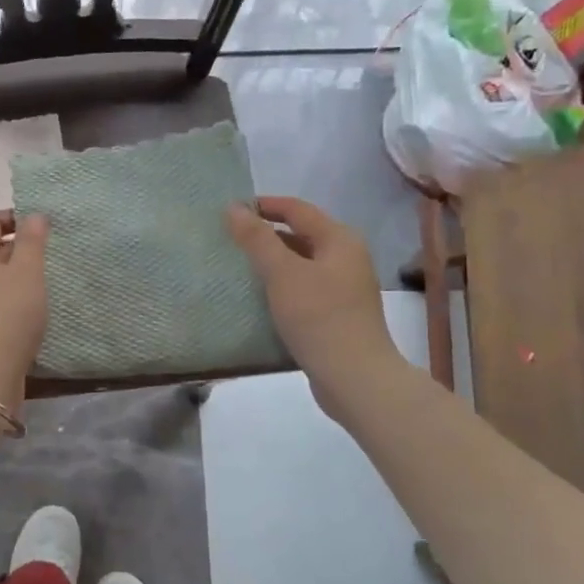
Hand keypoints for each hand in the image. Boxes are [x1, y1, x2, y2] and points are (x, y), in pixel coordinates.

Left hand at [0, 210, 49, 412]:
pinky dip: (18, 298)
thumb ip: (32, 240)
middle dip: (23, 247)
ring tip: (51, 280)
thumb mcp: (26, 271)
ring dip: (23, 275)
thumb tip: (34, 215)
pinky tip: (38, 307)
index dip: (18, 217)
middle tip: (54, 254)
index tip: (47, 228)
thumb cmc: (8, 314)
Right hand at [226, 197, 398, 396]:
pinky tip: (258, 296)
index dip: (264, 205)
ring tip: (237, 266)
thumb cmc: (319, 317)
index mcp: (339, 240)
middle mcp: (346, 257)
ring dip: (271, 261)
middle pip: (300, 234)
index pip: (297, 209)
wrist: (355, 378)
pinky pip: (302, 287)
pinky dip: (280, 285)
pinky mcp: (336, 313)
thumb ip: (256, 239)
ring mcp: (343, 287)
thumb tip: (234, 207)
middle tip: (229, 239)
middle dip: (265, 234)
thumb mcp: (282, 273)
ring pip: (300, 263)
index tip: (229, 211)